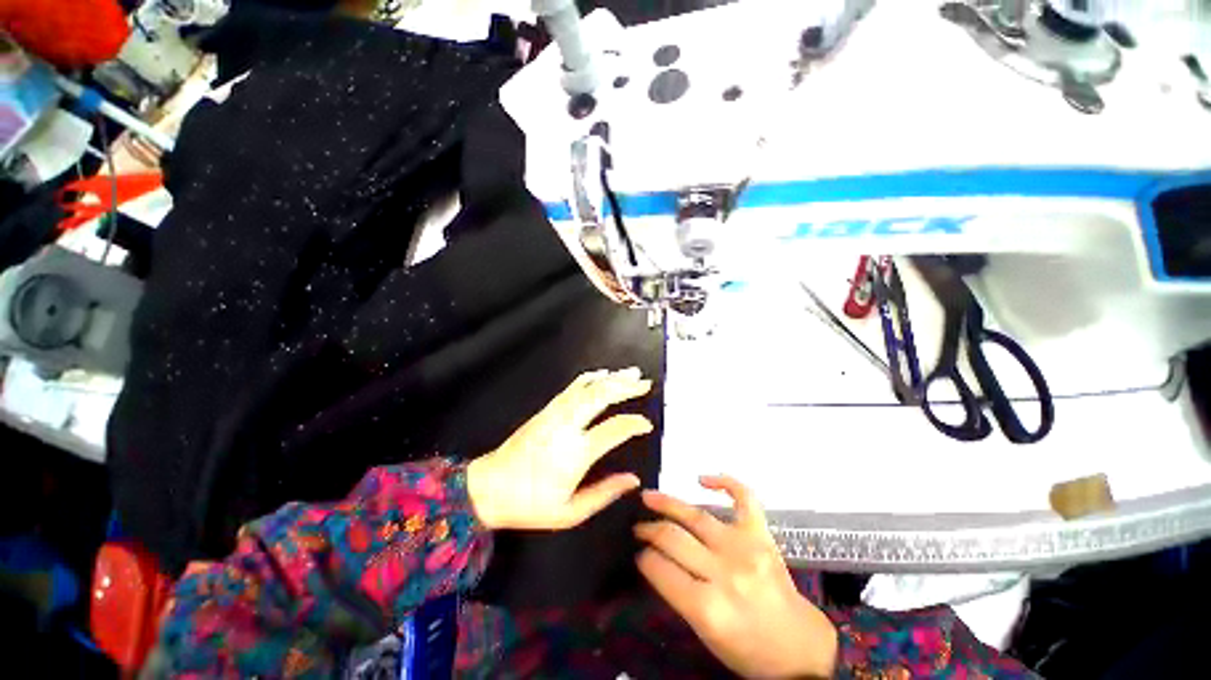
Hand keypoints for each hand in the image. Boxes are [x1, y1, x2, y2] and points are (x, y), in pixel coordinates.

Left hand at [466, 368, 653, 530]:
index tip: (646, 424)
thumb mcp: (570, 512)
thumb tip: (633, 480)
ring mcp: (555, 414)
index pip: (614, 429)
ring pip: (587, 388)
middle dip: (626, 387)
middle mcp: (567, 426)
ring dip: (611, 378)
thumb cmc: (530, 504)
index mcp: (576, 453)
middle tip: (644, 382)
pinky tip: (599, 374)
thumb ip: (605, 494)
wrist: (488, 488)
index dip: (634, 424)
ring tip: (630, 372)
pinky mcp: (546, 410)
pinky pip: (571, 388)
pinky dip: (589, 378)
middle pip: (601, 397)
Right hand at [636, 477, 837, 678]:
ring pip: (696, 515)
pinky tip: (702, 479)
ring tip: (649, 498)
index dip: (643, 557)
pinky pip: (743, 497)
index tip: (637, 552)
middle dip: (649, 530)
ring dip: (667, 503)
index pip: (660, 568)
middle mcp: (724, 572)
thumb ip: (676, 593)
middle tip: (638, 527)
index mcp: (707, 607)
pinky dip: (724, 482)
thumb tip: (653, 557)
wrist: (797, 646)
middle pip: (673, 538)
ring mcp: (745, 548)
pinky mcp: (762, 535)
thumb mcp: (703, 632)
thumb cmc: (746, 647)